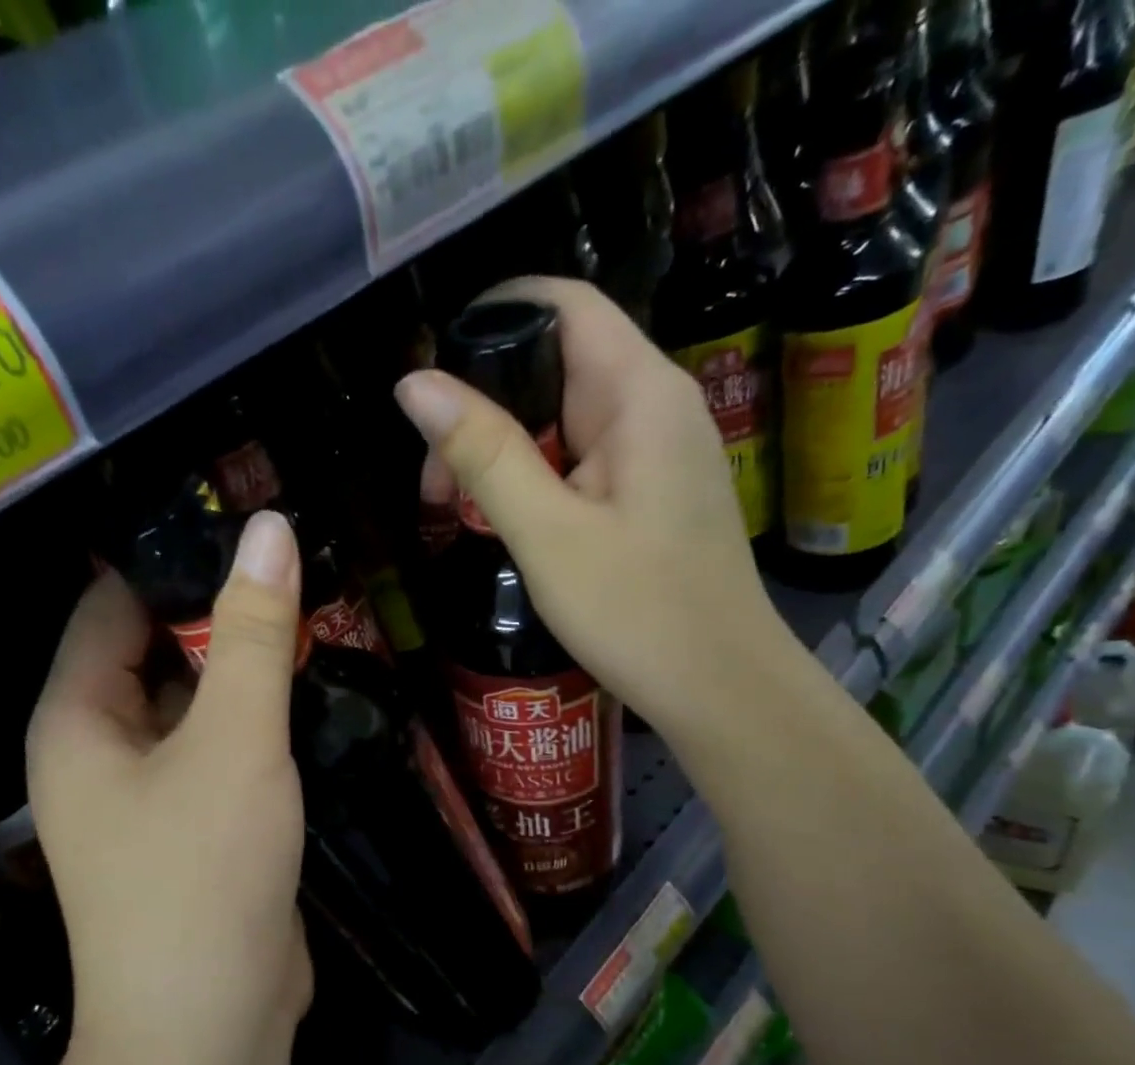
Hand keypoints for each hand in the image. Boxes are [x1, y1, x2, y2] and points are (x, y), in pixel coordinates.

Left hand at [27, 511, 311, 1064]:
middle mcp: (100, 751)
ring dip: (244, 671)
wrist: (208, 1030)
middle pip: (156, 653)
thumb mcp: (234, 742)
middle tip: (297, 567)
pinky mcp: (194, 830)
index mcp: (78, 719)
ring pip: (196, 706)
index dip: (169, 557)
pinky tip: (310, 696)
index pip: (111, 605)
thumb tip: (269, 527)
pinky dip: (256, 724)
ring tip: (315, 616)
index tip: (243, 520)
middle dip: (219, 614)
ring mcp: (148, 796)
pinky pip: (220, 752)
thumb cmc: (202, 875)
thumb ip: (252, 635)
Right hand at [395, 277, 800, 736]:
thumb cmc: (637, 613)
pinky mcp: (653, 492)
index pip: (564, 305)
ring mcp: (659, 451)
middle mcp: (657, 405)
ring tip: (457, 509)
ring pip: (565, 419)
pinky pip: (584, 460)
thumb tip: (414, 385)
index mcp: (640, 393)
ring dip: (505, 451)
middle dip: (485, 405)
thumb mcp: (547, 534)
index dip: (493, 316)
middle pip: (557, 364)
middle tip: (434, 479)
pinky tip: (508, 523)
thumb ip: (483, 454)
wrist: (720, 689)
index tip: (431, 370)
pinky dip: (537, 479)